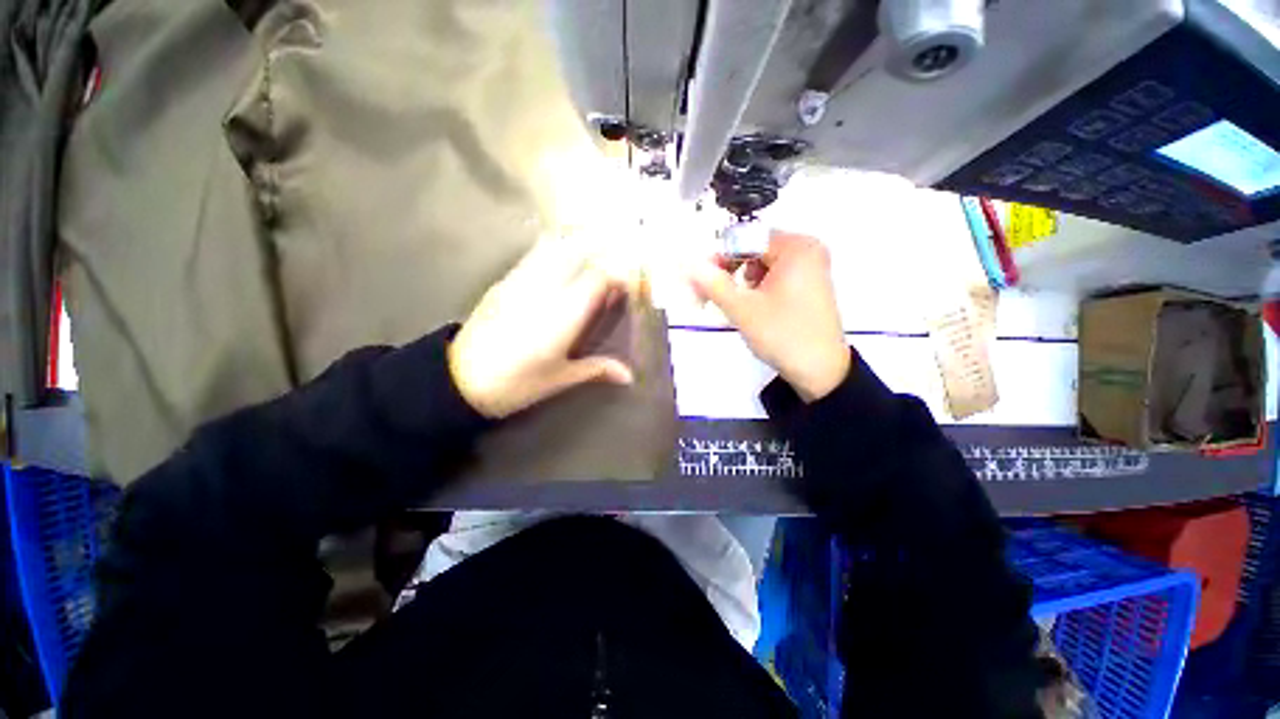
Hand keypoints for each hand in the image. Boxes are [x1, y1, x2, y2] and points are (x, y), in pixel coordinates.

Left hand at [449, 239, 635, 418]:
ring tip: (597, 248)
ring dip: (580, 241)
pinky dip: (556, 247)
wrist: (458, 379)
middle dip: (604, 247)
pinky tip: (564, 257)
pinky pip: (536, 253)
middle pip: (578, 250)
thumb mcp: (560, 378)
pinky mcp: (505, 281)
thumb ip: (597, 369)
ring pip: (555, 245)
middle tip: (622, 255)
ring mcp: (521, 280)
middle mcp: (544, 289)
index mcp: (562, 315)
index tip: (632, 283)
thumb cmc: (515, 383)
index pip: (598, 277)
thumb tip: (629, 375)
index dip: (621, 274)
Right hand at [691, 231, 849, 401]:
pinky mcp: (809, 285)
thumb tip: (686, 264)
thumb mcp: (742, 309)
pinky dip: (757, 288)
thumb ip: (712, 284)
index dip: (718, 259)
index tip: (700, 282)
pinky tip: (751, 308)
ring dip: (740, 282)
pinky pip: (775, 277)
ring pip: (762, 265)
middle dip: (729, 272)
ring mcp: (811, 268)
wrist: (821, 371)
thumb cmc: (782, 335)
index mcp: (796, 248)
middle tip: (709, 296)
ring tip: (733, 306)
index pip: (745, 239)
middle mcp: (807, 250)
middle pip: (754, 251)